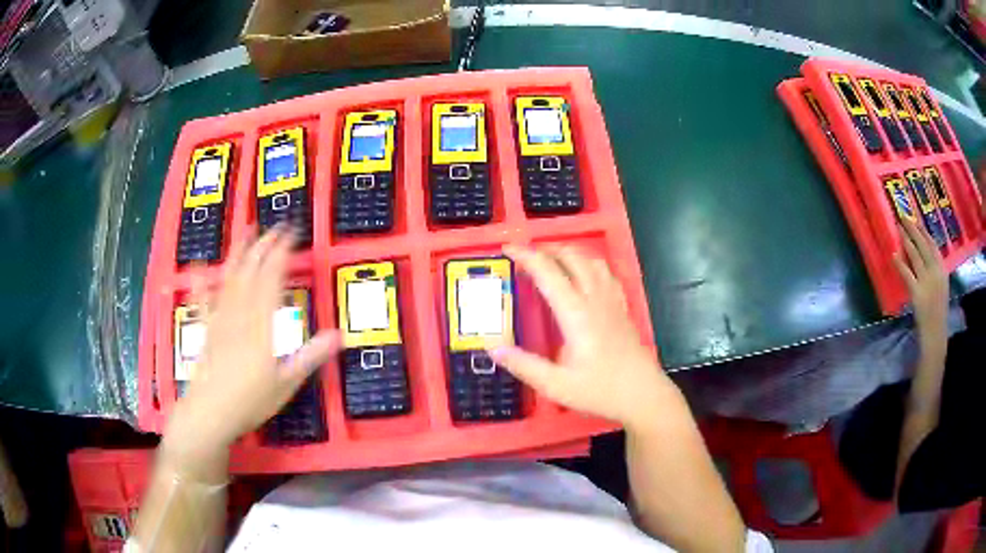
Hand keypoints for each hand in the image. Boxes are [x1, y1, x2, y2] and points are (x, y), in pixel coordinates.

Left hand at [168, 228, 340, 453]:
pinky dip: (201, 282)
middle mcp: (240, 315)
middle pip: (251, 272)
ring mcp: (220, 319)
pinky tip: (199, 266)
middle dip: (264, 246)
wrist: (210, 413)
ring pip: (230, 279)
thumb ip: (310, 357)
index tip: (291, 234)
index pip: (272, 280)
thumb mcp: (286, 384)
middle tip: (275, 227)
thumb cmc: (250, 402)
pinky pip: (203, 300)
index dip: (281, 254)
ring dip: (239, 253)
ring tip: (246, 231)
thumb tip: (339, 336)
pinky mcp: (206, 329)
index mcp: (261, 326)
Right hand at [489, 245, 671, 429]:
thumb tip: (493, 348)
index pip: (548, 273)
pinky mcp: (622, 307)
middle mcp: (595, 299)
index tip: (507, 249)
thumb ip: (524, 366)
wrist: (643, 394)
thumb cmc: (600, 390)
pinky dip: (589, 264)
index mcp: (576, 314)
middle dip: (546, 249)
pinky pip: (606, 273)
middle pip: (572, 257)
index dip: (526, 256)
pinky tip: (584, 275)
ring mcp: (612, 301)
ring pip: (591, 260)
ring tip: (551, 260)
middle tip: (525, 257)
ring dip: (568, 253)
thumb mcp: (556, 385)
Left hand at [893, 219, 948, 358]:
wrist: (936, 334)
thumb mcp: (941, 286)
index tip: (916, 219)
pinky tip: (893, 255)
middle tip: (903, 216)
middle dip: (913, 229)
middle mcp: (936, 272)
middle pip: (923, 245)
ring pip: (915, 256)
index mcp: (942, 270)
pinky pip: (907, 275)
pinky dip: (900, 264)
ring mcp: (927, 282)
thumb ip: (935, 270)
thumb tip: (925, 255)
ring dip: (906, 240)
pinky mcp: (917, 294)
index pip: (933, 245)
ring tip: (898, 228)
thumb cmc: (938, 311)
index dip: (923, 230)